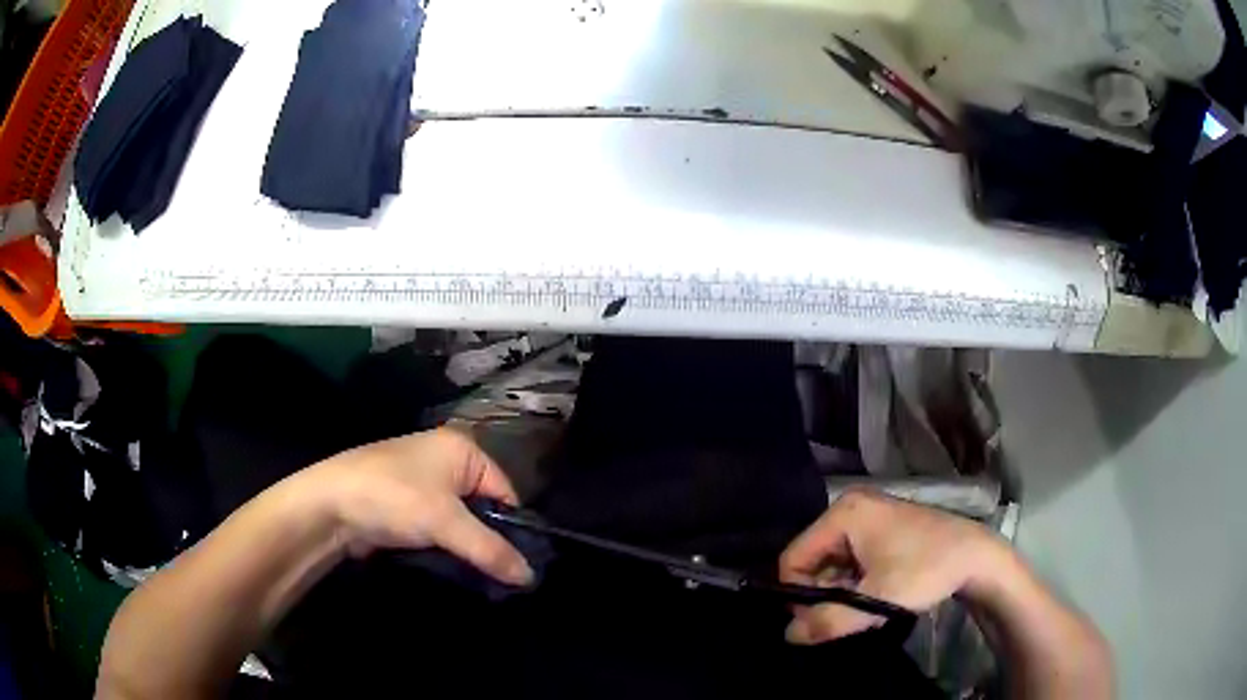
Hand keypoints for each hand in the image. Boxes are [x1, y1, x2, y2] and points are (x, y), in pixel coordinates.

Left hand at [305, 428, 532, 585]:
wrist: (330, 506)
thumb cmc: (394, 499)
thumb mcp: (446, 523)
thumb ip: (491, 550)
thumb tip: (531, 578)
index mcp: (463, 449)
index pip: (505, 492)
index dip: (513, 529)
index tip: (518, 566)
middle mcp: (446, 462)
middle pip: (484, 509)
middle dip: (490, 543)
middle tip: (502, 578)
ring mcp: (424, 485)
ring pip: (462, 524)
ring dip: (468, 550)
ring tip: (481, 581)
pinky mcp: (408, 508)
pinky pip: (441, 530)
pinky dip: (448, 549)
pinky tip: (455, 572)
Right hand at [779, 488, 1005, 644]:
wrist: (977, 557)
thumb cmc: (926, 571)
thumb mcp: (876, 601)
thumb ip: (828, 621)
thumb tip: (788, 635)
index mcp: (843, 513)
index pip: (793, 560)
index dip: (800, 596)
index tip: (826, 619)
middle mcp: (850, 506)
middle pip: (811, 561)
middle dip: (823, 594)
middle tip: (850, 615)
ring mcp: (866, 515)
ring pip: (829, 564)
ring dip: (839, 592)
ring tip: (865, 607)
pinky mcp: (880, 528)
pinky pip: (848, 560)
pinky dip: (853, 583)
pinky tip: (873, 596)